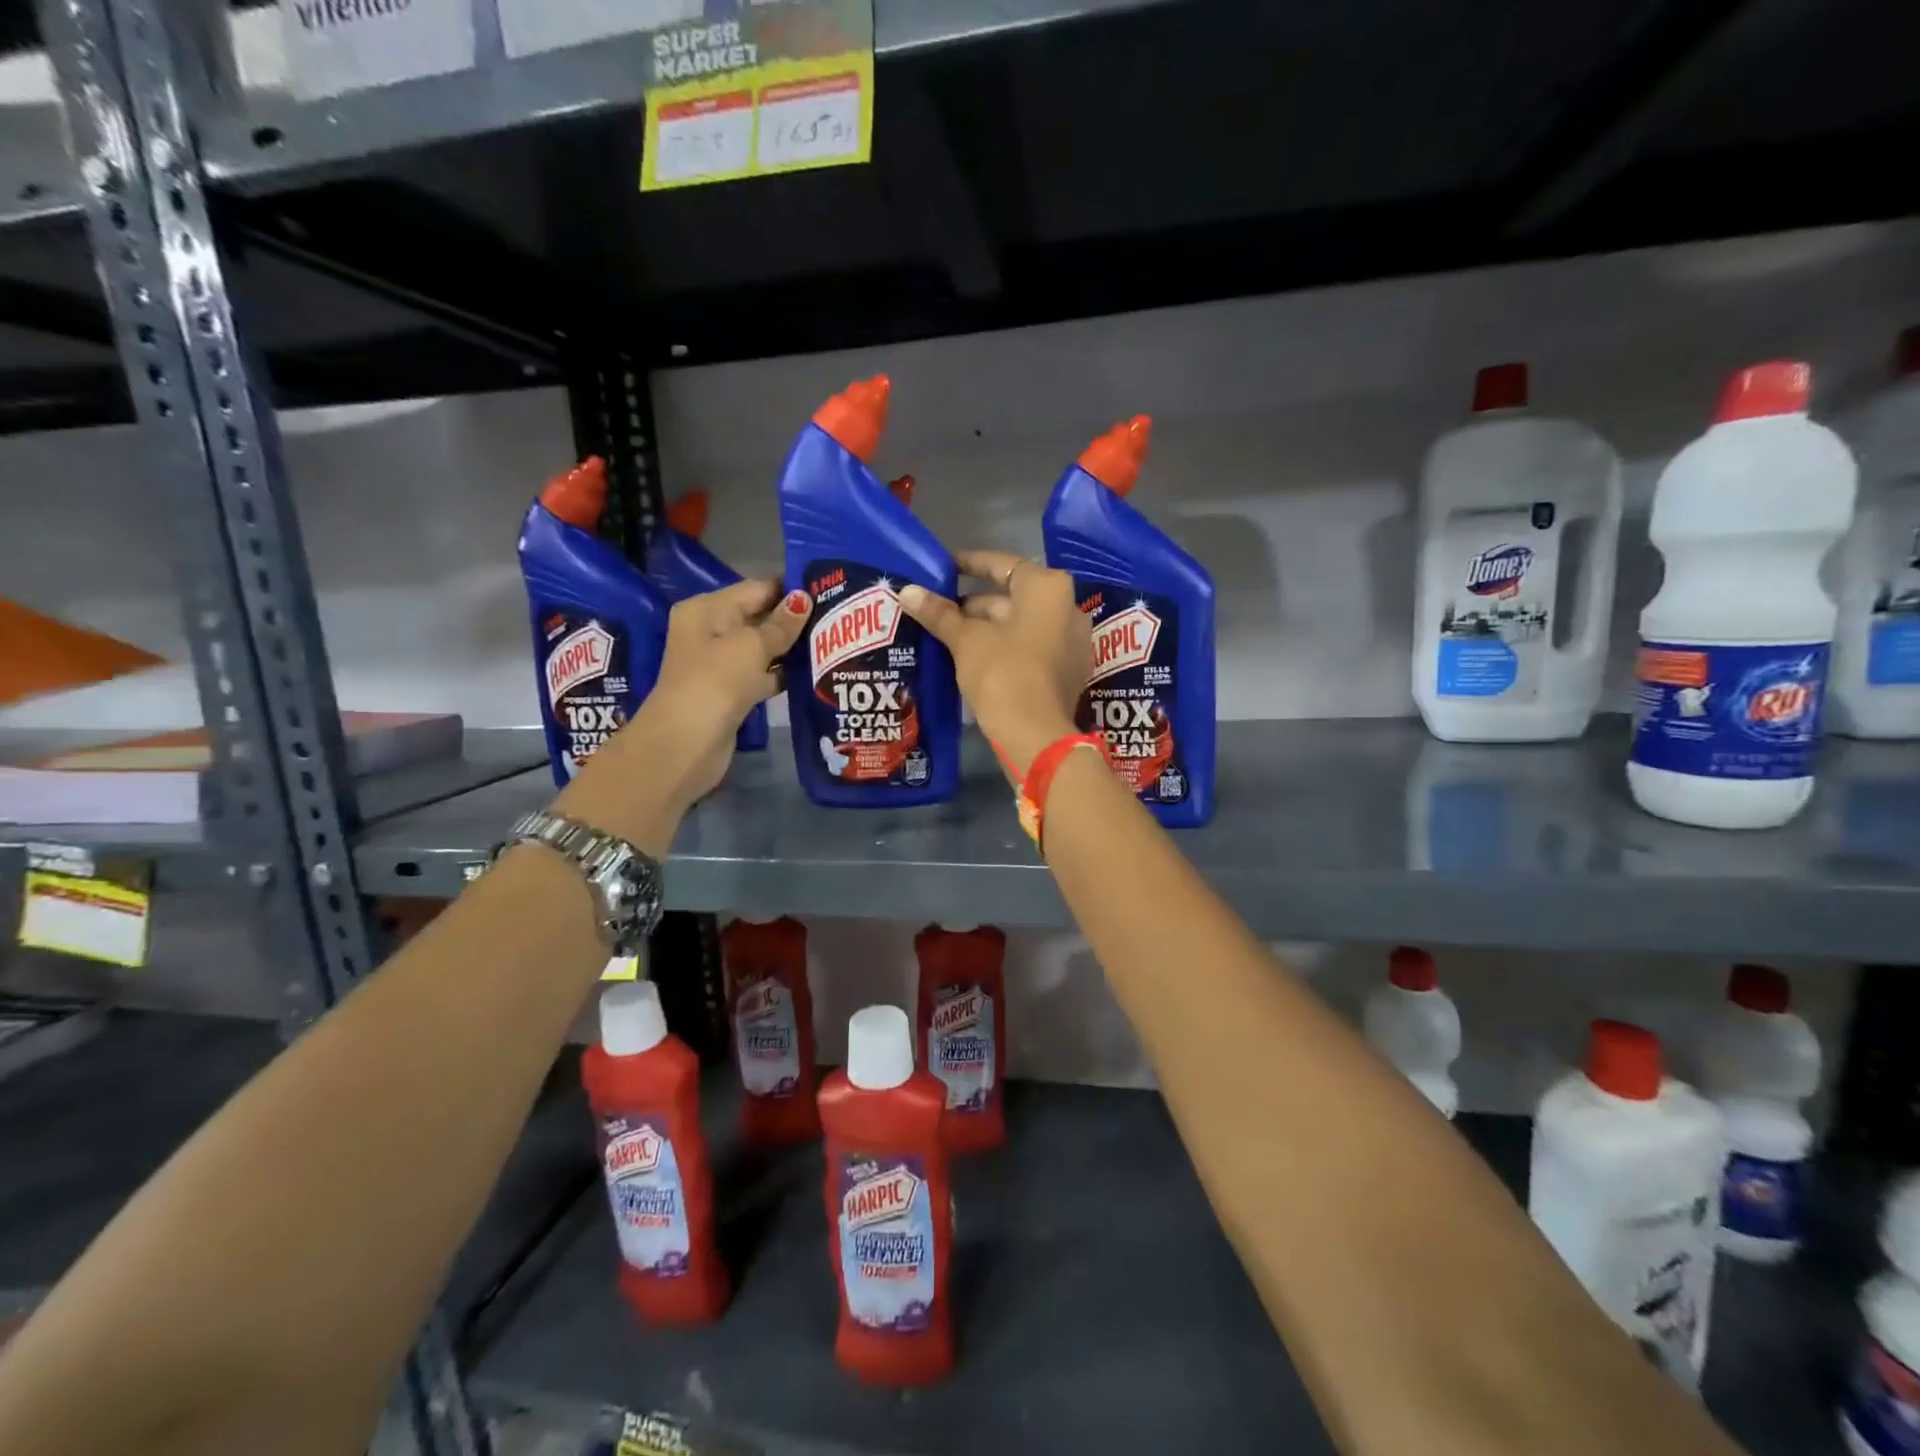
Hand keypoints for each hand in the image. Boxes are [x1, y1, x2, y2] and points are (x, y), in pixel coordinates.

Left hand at [560, 580, 809, 839]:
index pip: (756, 588)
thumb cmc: (716, 682)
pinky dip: (783, 674)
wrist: (687, 744)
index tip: (830, 586)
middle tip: (839, 616)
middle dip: (795, 618)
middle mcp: (711, 632)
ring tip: (834, 641)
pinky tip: (814, 672)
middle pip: (760, 617)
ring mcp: (720, 665)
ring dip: (793, 648)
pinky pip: (763, 675)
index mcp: (708, 610)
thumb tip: (804, 598)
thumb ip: (781, 624)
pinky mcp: (732, 693)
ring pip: (764, 648)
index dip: (791, 587)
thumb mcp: (751, 646)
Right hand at [898, 551, 1090, 781]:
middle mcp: (1068, 608)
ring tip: (948, 636)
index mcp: (1048, 589)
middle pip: (1012, 598)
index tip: (943, 568)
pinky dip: (1005, 649)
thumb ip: (939, 613)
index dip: (969, 564)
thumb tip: (907, 591)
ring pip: (1021, 625)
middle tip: (937, 611)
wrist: (1036, 737)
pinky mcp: (1069, 672)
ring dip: (987, 629)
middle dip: (974, 605)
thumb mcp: (966, 640)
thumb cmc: (1002, 674)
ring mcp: (1073, 642)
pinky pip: (1032, 649)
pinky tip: (973, 659)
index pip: (1002, 565)